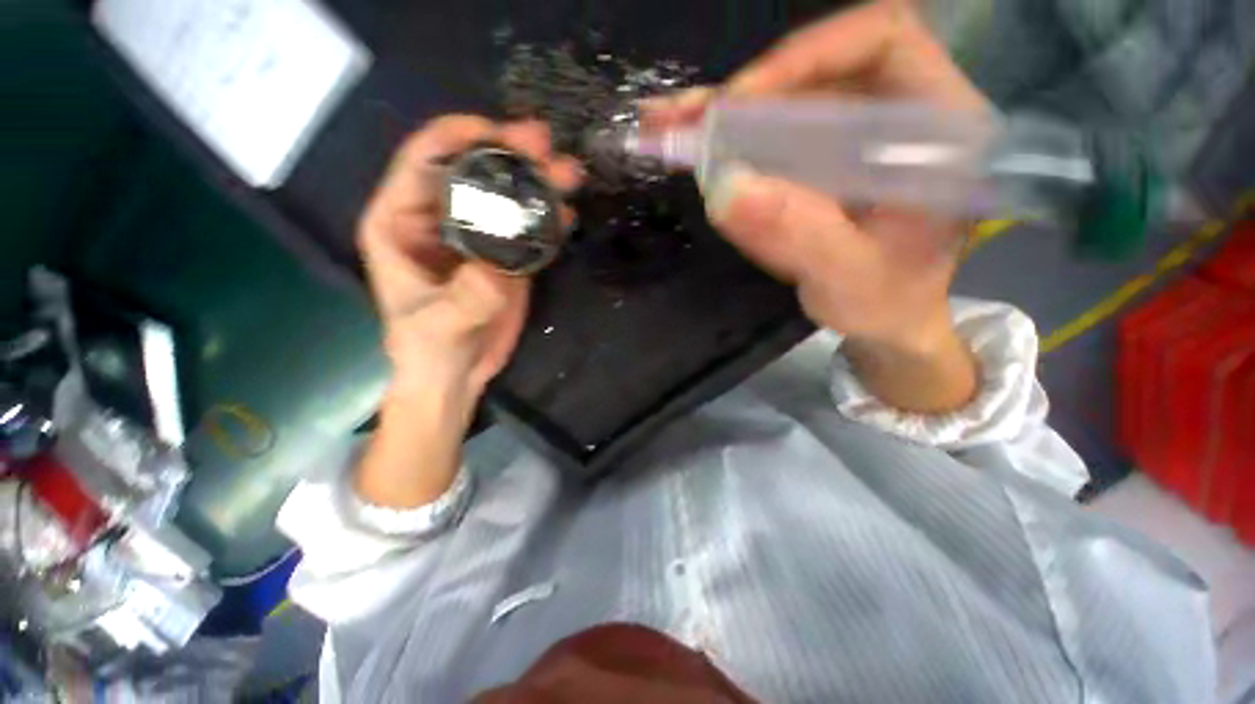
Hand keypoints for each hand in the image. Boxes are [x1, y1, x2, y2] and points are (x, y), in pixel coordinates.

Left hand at [355, 116, 580, 507]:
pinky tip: (567, 213)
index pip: (425, 159)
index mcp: (400, 221)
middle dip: (509, 153)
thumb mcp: (441, 323)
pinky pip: (526, 228)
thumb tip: (502, 263)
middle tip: (546, 145)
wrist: (456, 375)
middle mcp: (438, 220)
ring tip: (569, 174)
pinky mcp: (505, 258)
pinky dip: (547, 217)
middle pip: (473, 170)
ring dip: (536, 182)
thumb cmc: (429, 348)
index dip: (460, 136)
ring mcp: (477, 238)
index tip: (501, 133)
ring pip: (505, 196)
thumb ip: (468, 294)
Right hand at [646, 2, 983, 411]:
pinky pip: (771, 138)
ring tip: (664, 124)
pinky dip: (723, 141)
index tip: (742, 103)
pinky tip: (683, 141)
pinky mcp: (819, 160)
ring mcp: (850, 137)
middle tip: (682, 118)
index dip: (806, 57)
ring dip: (720, 115)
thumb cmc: (887, 301)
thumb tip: (723, 189)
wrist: (887, 316)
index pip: (881, 43)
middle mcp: (893, 115)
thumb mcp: (849, 278)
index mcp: (935, 128)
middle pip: (817, 72)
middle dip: (743, 96)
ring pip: (785, 104)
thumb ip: (798, 236)